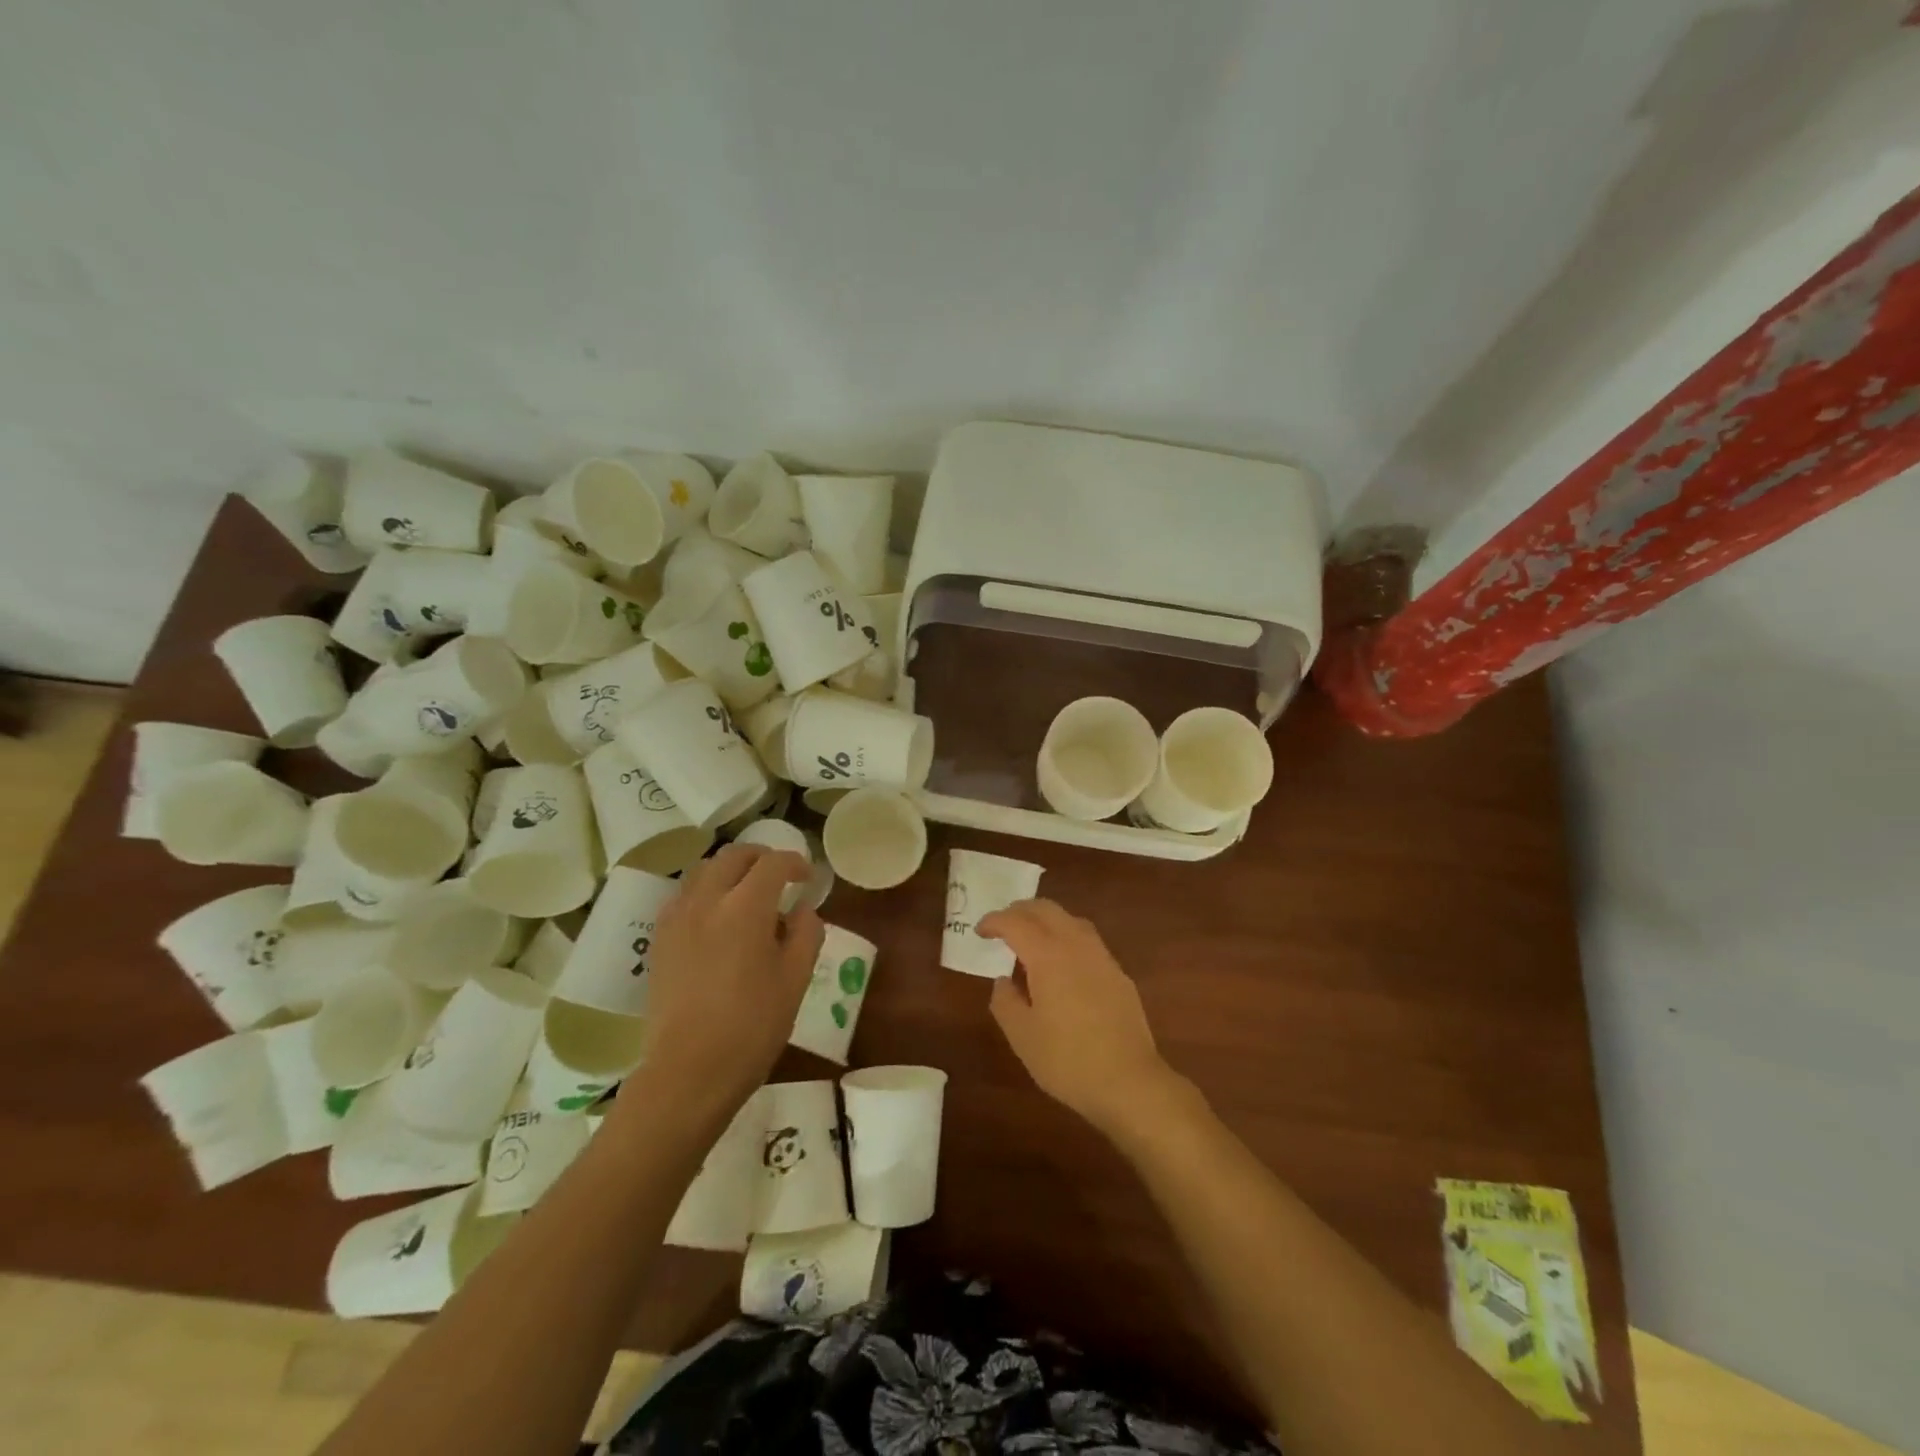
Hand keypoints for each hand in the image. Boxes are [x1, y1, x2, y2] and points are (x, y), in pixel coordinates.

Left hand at [639, 844, 821, 1116]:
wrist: (689, 1071)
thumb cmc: (752, 1027)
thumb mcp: (795, 980)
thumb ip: (806, 934)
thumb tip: (802, 909)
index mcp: (745, 908)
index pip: (773, 864)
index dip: (795, 863)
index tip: (807, 878)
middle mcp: (707, 901)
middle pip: (733, 856)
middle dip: (761, 857)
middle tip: (779, 876)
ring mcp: (677, 919)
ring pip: (703, 870)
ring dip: (729, 870)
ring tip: (746, 893)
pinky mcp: (660, 940)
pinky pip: (683, 896)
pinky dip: (705, 891)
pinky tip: (717, 918)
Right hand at [979, 899, 1181, 1139]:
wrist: (1130, 1081)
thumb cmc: (1067, 1060)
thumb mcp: (1022, 1036)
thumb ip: (1005, 1002)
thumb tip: (1003, 981)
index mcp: (1048, 955)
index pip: (1016, 923)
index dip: (994, 921)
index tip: (980, 931)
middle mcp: (1076, 945)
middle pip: (1046, 910)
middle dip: (1020, 910)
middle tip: (1002, 924)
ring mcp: (1102, 957)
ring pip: (1071, 920)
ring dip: (1046, 920)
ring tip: (1031, 937)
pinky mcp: (1118, 974)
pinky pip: (1087, 940)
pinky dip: (1067, 937)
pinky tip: (1063, 962)